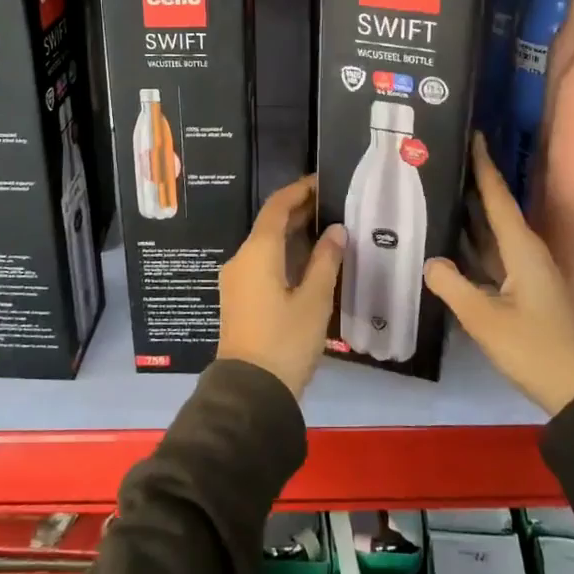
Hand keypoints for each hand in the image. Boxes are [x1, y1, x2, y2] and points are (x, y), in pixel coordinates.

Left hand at [217, 175, 345, 400]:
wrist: (250, 391)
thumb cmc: (285, 341)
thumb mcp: (314, 300)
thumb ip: (325, 260)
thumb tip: (336, 230)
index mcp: (257, 252)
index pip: (277, 207)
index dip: (299, 191)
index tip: (322, 181)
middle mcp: (241, 259)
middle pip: (269, 224)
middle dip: (298, 211)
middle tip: (332, 204)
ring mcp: (237, 280)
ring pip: (265, 244)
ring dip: (292, 233)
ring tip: (326, 228)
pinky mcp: (239, 298)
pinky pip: (262, 262)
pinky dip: (284, 252)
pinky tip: (308, 260)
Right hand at [425, 134, 573, 416]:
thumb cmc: (535, 349)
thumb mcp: (487, 320)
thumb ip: (454, 287)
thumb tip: (430, 262)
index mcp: (522, 249)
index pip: (498, 197)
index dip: (484, 166)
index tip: (473, 135)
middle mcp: (526, 253)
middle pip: (494, 211)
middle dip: (471, 186)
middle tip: (438, 165)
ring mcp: (526, 274)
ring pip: (492, 236)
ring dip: (469, 218)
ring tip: (436, 196)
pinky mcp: (523, 293)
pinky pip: (492, 259)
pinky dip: (471, 249)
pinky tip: (448, 249)